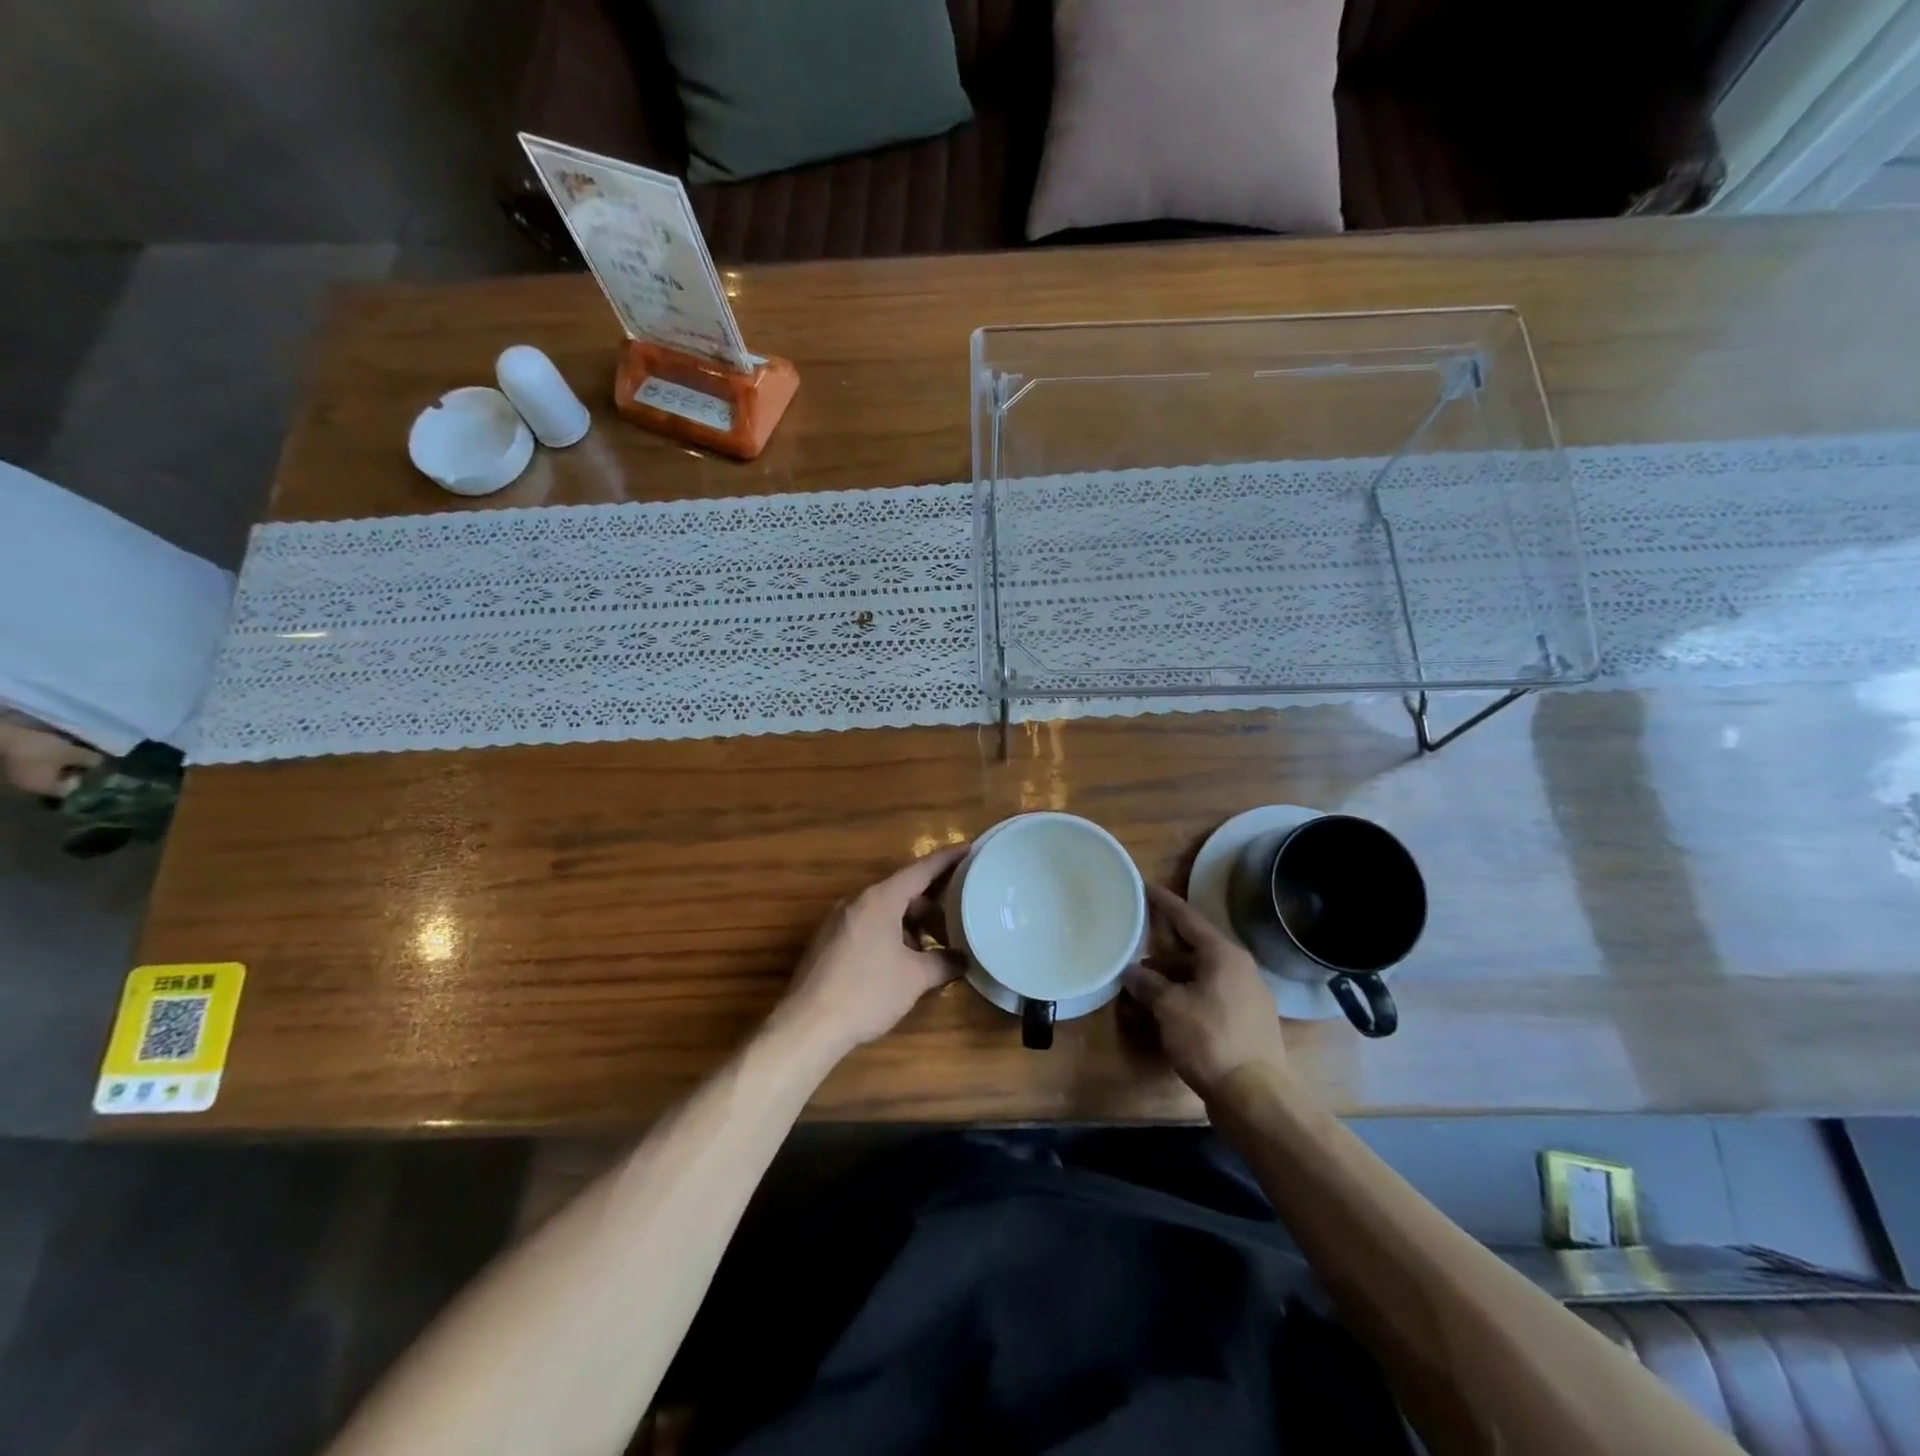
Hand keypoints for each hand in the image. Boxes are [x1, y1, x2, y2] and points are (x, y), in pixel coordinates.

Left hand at [773, 844, 968, 1059]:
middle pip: (902, 891)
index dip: (948, 859)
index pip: (921, 869)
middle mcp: (857, 901)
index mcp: (880, 899)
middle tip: (960, 915)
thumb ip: (944, 962)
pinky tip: (904, 960)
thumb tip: (962, 959)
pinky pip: (868, 925)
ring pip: (885, 910)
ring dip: (911, 923)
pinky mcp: (828, 941)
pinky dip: (891, 933)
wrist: (808, 1025)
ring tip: (935, 946)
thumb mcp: (915, 978)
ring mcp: (838, 920)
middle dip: (933, 903)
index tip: (970, 848)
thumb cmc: (866, 993)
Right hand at [1123, 883, 1289, 1098]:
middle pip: (1194, 949)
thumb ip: (1148, 984)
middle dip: (1162, 951)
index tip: (1145, 886)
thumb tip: (1131, 972)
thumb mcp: (1169, 1008)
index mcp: (1224, 955)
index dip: (1164, 903)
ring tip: (1142, 985)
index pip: (1188, 918)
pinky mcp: (1246, 1024)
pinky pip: (1209, 999)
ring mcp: (1246, 998)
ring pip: (1200, 977)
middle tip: (1134, 945)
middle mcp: (1239, 969)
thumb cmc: (1211, 1040)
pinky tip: (1165, 1012)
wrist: (1256, 1097)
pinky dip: (1186, 999)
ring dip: (1171, 979)